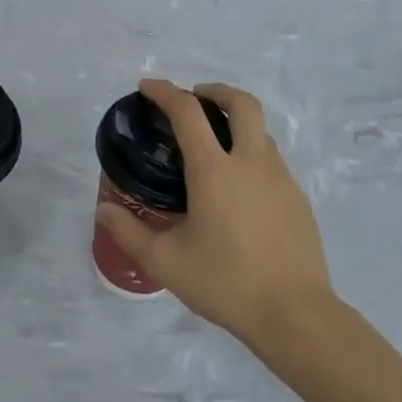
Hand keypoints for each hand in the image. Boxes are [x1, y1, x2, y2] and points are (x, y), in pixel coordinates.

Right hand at [97, 79, 332, 346]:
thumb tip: (104, 210)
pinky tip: (238, 189)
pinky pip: (272, 160)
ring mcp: (281, 178)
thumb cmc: (226, 283)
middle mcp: (251, 163)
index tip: (147, 87)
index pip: (187, 112)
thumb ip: (129, 232)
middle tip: (194, 100)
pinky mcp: (298, 198)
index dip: (165, 92)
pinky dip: (251, 154)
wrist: (295, 314)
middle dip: (215, 91)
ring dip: (236, 123)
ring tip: (214, 148)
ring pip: (260, 131)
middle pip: (241, 103)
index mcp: (214, 171)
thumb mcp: (166, 261)